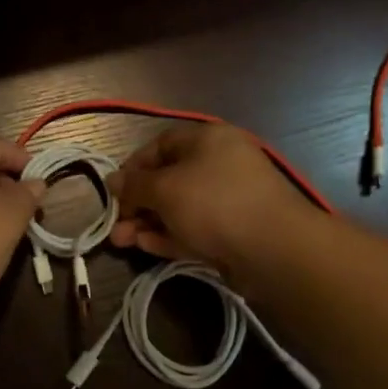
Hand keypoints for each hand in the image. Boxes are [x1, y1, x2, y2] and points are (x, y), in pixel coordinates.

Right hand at [107, 123, 313, 270]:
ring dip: (148, 223)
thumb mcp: (164, 189)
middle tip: (115, 224)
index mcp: (207, 139)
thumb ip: (134, 185)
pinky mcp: (234, 231)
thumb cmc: (214, 203)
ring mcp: (229, 199)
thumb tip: (112, 180)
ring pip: (179, 207)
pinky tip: (145, 247)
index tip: (114, 189)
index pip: (160, 145)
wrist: (276, 250)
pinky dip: (170, 235)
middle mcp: (219, 164)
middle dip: (137, 202)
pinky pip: (194, 228)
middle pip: (168, 179)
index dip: (133, 166)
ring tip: (121, 242)